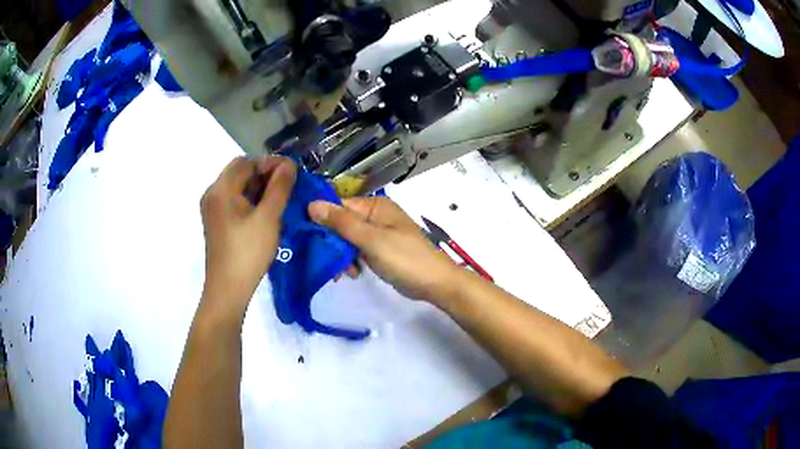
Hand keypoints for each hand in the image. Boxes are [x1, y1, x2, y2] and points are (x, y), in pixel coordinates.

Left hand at [200, 156, 295, 322]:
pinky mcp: (217, 223)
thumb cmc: (248, 253)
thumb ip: (279, 187)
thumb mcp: (268, 218)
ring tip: (281, 198)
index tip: (293, 171)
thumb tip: (289, 164)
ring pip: (238, 187)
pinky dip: (251, 200)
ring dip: (259, 187)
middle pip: (240, 172)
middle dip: (265, 174)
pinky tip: (266, 211)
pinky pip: (234, 201)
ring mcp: (213, 209)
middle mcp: (213, 194)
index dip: (270, 163)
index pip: (246, 162)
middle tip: (288, 185)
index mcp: (220, 189)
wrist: (228, 290)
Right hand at [308, 197, 461, 302]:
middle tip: (326, 260)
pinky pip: (356, 251)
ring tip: (344, 273)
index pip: (338, 205)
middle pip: (341, 222)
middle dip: (332, 242)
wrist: (434, 284)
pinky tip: (353, 274)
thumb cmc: (405, 258)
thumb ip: (342, 223)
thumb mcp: (371, 240)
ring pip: (347, 239)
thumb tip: (312, 204)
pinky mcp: (378, 250)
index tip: (303, 234)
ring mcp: (377, 233)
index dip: (321, 218)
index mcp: (374, 206)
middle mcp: (374, 215)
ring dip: (341, 255)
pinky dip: (352, 261)